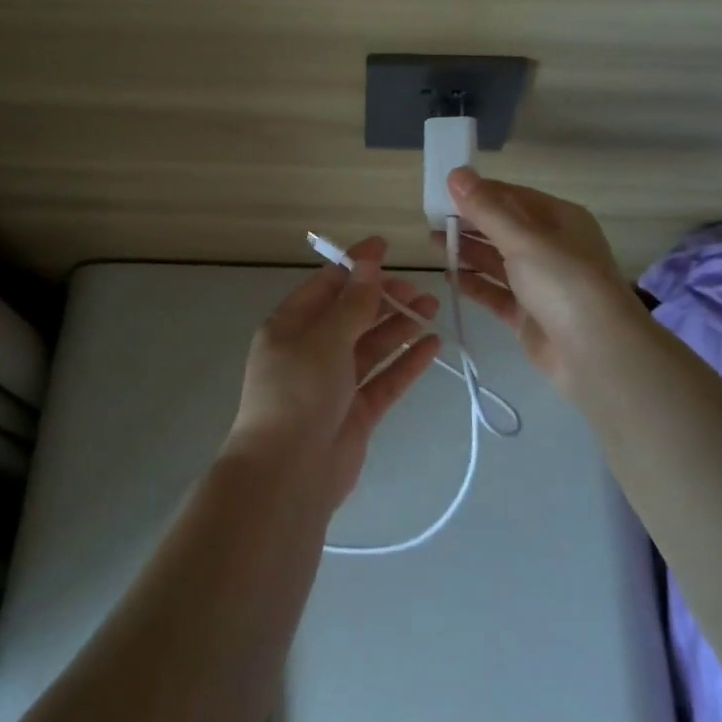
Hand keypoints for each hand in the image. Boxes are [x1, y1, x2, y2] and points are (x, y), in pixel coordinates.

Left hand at [226, 238, 442, 504]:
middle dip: (385, 298)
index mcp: (290, 326)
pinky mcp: (356, 411)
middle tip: (420, 290)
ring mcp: (334, 383)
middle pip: (352, 314)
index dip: (355, 266)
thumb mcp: (325, 339)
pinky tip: (433, 344)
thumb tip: (368, 262)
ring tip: (433, 308)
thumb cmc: (298, 393)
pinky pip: (384, 378)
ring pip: (372, 345)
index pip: (326, 286)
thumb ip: (352, 303)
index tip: (386, 247)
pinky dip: (407, 361)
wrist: (288, 474)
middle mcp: (310, 350)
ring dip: (400, 326)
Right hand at [443, 168, 647, 396]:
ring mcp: (540, 283)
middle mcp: (551, 248)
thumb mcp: (524, 239)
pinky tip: (449, 276)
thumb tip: (457, 172)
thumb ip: (487, 209)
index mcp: (560, 219)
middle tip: (431, 220)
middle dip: (469, 223)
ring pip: (497, 260)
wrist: (597, 354)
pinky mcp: (528, 314)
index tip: (442, 192)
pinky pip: (496, 292)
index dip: (478, 193)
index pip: (512, 197)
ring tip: (432, 243)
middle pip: (503, 228)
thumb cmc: (564, 283)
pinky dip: (474, 284)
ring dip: (467, 251)